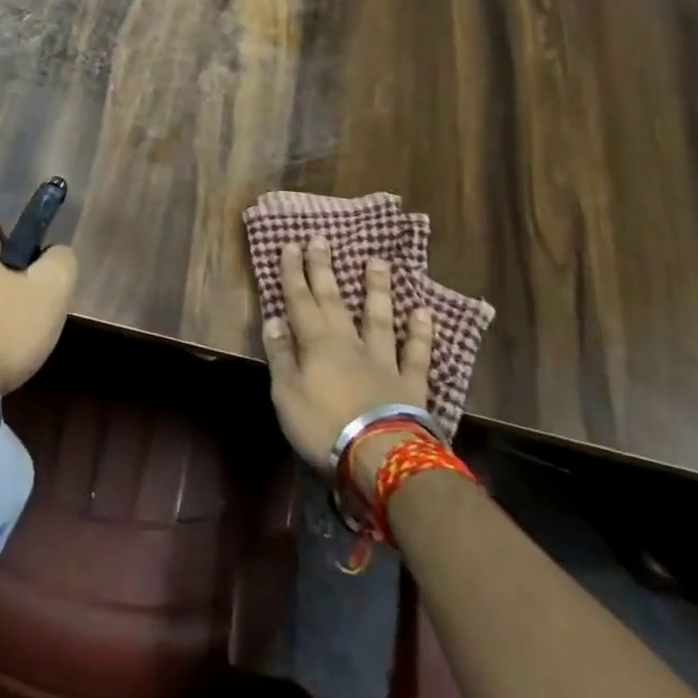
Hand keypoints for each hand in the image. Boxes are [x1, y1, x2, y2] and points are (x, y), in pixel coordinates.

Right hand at [260, 237, 432, 469]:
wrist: (382, 458)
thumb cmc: (324, 427)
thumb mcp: (286, 394)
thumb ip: (280, 355)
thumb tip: (274, 318)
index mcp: (315, 344)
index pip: (299, 301)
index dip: (293, 272)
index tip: (291, 244)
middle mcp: (348, 343)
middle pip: (334, 300)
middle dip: (324, 269)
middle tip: (322, 238)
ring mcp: (383, 361)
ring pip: (378, 318)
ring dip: (376, 289)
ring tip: (377, 262)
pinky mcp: (411, 385)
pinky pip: (416, 354)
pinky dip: (420, 333)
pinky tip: (423, 312)